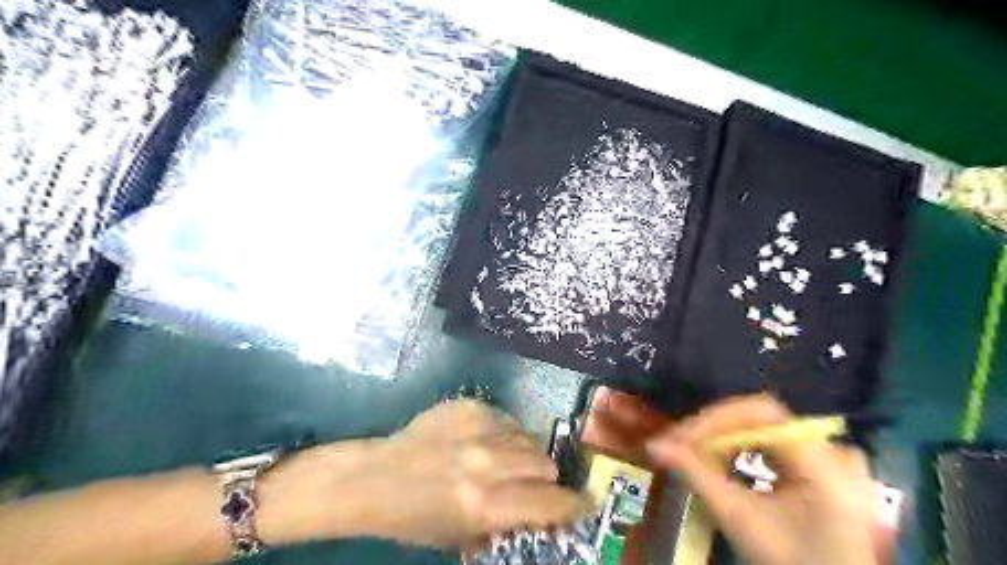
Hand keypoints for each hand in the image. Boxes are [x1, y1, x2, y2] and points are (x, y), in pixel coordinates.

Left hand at [283, 399, 583, 549]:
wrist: (377, 477)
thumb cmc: (414, 518)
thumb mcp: (462, 536)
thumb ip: (506, 523)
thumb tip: (540, 514)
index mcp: (486, 503)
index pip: (551, 501)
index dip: (571, 506)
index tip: (578, 505)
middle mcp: (487, 462)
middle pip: (544, 463)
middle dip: (541, 479)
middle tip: (525, 484)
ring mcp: (478, 428)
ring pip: (527, 438)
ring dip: (522, 454)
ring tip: (500, 461)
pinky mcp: (468, 405)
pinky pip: (505, 419)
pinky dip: (503, 433)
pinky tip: (481, 442)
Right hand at [644, 394, 883, 564]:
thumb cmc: (788, 563)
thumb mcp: (739, 520)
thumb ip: (696, 475)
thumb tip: (654, 445)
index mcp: (825, 463)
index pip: (761, 412)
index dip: (715, 417)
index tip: (680, 436)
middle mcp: (833, 450)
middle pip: (761, 416)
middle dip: (715, 427)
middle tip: (679, 444)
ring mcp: (831, 456)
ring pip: (764, 426)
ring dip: (725, 435)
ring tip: (694, 450)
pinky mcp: (823, 465)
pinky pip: (773, 440)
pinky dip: (743, 445)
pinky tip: (723, 457)